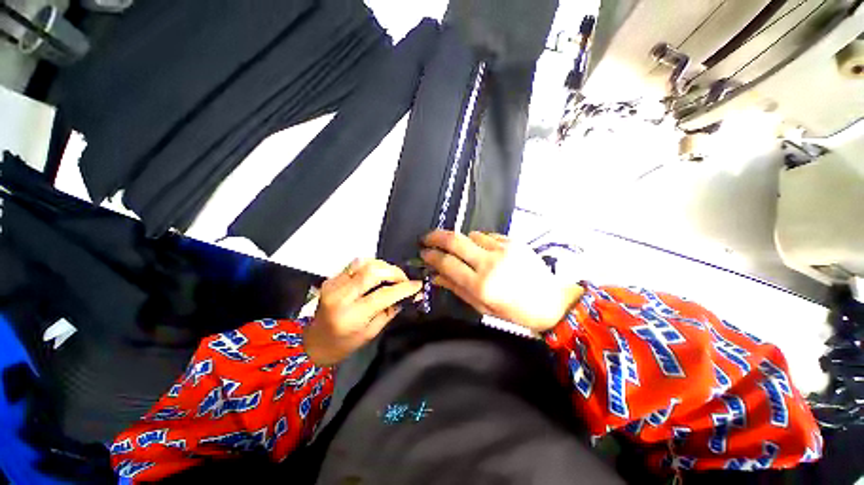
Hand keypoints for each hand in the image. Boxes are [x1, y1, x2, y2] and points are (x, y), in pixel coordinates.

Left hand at [304, 259, 422, 365]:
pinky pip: (355, 264)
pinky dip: (371, 265)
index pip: (383, 295)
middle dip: (394, 272)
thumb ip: (390, 311)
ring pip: (364, 263)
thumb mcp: (371, 332)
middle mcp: (340, 296)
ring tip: (392, 276)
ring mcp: (333, 284)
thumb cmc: (344, 344)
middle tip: (405, 279)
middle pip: (372, 272)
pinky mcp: (331, 279)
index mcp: (351, 316)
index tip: (418, 285)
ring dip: (383, 266)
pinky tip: (378, 273)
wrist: (313, 342)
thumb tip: (410, 295)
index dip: (404, 288)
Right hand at [420, 230, 583, 332]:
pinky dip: (479, 241)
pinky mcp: (513, 241)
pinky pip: (487, 235)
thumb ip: (457, 288)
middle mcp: (490, 263)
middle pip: (455, 240)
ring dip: (461, 241)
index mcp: (481, 285)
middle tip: (426, 237)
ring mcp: (503, 249)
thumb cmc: (514, 311)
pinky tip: (483, 250)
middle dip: (436, 236)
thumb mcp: (482, 307)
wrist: (550, 301)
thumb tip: (435, 275)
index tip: (423, 252)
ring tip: (462, 250)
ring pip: (470, 235)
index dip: (431, 256)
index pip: (447, 263)